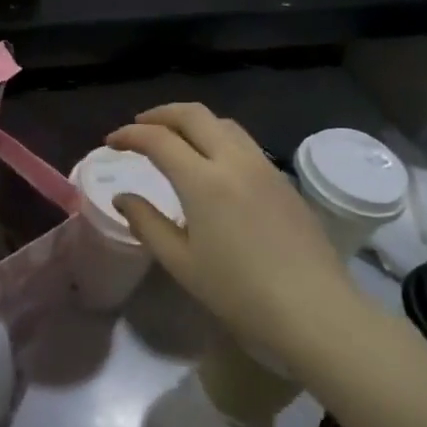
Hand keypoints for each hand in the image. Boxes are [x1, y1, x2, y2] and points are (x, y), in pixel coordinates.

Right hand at [107, 104, 361, 359]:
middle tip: (139, 126)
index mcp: (203, 180)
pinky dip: (217, 138)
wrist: (315, 312)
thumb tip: (123, 198)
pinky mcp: (284, 181)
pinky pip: (244, 143)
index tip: (111, 142)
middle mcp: (234, 161)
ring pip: (223, 123)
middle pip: (193, 115)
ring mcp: (264, 167)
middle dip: (161, 114)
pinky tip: (212, 164)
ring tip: (175, 139)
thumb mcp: (181, 263)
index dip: (130, 134)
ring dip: (192, 122)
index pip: (159, 139)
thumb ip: (147, 223)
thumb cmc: (239, 293)